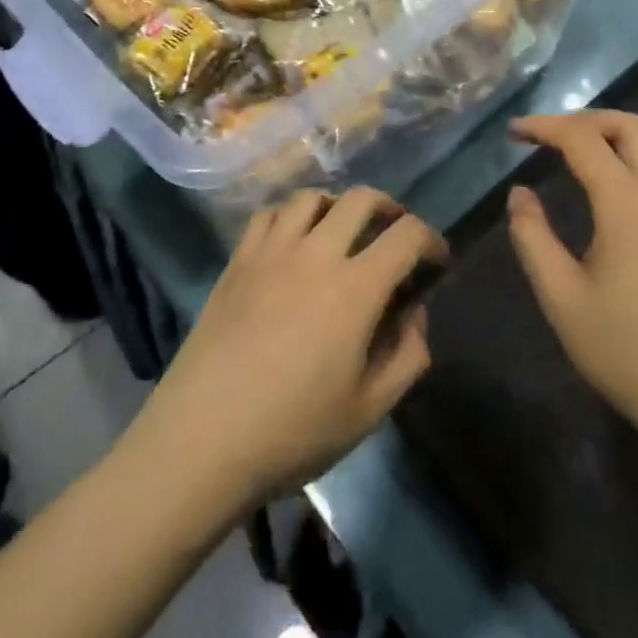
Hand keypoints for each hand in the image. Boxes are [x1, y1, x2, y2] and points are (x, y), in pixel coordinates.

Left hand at [131, 189, 447, 510]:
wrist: (201, 439)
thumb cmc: (292, 432)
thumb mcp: (368, 410)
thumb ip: (407, 356)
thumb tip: (415, 314)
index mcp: (356, 288)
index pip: (407, 235)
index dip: (431, 238)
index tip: (436, 258)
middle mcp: (316, 254)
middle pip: (361, 199)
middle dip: (389, 208)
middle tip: (394, 233)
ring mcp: (271, 252)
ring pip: (312, 198)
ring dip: (337, 206)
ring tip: (342, 231)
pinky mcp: (238, 261)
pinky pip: (269, 215)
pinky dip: (290, 216)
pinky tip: (293, 240)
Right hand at [506, 112, 637, 442]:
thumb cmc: (626, 351)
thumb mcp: (561, 298)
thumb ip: (533, 238)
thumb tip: (520, 194)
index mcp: (626, 206)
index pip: (584, 140)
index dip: (545, 127)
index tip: (514, 132)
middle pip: (632, 127)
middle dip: (587, 119)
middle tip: (551, 137)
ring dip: (618, 138)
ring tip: (584, 158)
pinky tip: (627, 196)